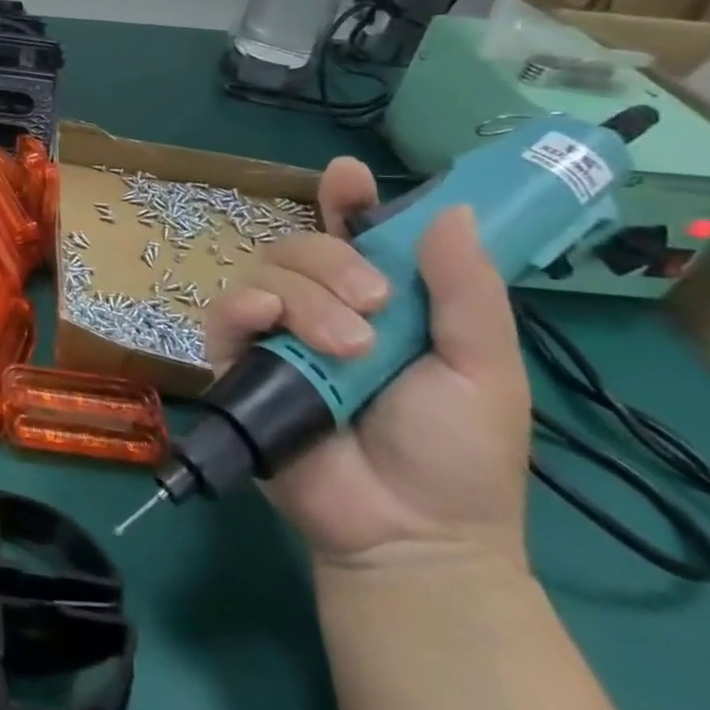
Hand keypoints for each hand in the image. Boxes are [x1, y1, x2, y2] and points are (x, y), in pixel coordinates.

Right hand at [204, 159, 530, 571]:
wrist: (412, 532)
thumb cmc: (459, 454)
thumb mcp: (485, 369)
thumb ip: (467, 292)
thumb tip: (455, 210)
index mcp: (376, 301)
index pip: (350, 234)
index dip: (345, 200)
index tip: (348, 176)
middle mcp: (318, 307)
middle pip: (299, 245)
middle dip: (332, 261)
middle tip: (374, 306)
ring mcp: (274, 334)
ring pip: (263, 273)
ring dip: (304, 297)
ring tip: (348, 349)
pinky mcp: (236, 362)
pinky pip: (224, 312)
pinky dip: (245, 307)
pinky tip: (271, 325)